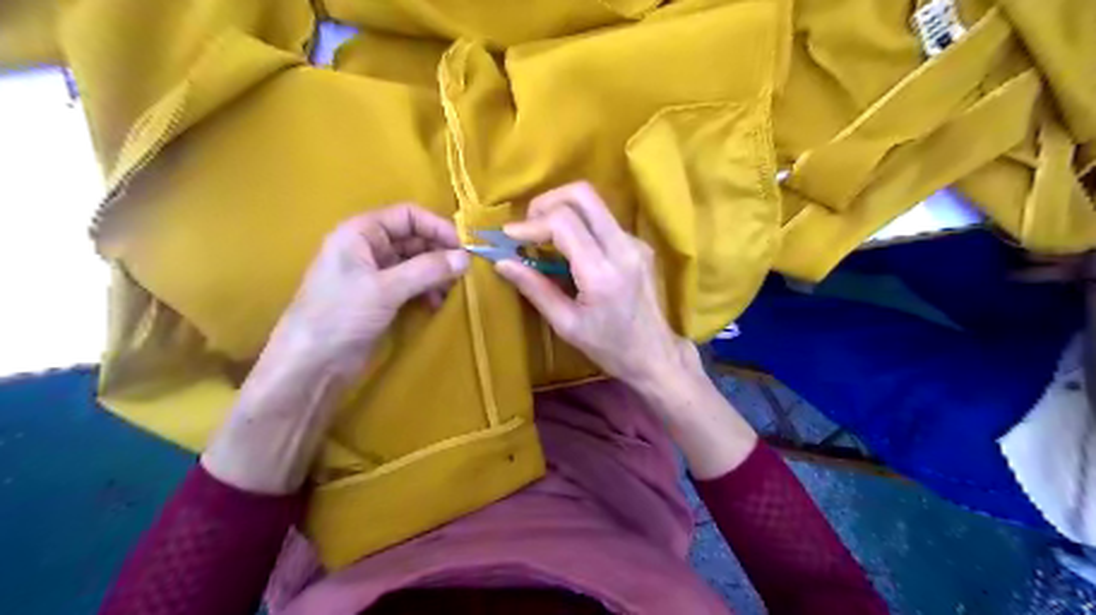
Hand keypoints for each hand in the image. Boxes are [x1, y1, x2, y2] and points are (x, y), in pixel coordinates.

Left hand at [275, 206, 470, 375]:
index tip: (464, 246)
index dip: (437, 226)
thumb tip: (466, 258)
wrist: (311, 365)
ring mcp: (375, 275)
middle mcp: (368, 248)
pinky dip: (428, 290)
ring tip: (452, 291)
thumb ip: (427, 270)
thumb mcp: (385, 289)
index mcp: (361, 233)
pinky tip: (438, 304)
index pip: (407, 215)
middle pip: (414, 239)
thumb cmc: (340, 316)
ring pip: (416, 263)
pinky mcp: (381, 299)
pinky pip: (412, 285)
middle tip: (464, 272)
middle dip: (440, 253)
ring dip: (437, 274)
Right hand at [497, 181, 691, 388]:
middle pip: (583, 194)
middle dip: (547, 202)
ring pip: (595, 204)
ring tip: (543, 238)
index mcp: (602, 273)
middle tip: (528, 226)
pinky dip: (579, 225)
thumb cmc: (609, 347)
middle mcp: (623, 248)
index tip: (508, 237)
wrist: (655, 354)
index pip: (563, 223)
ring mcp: (635, 242)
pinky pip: (603, 220)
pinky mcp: (639, 244)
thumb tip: (502, 262)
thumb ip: (534, 289)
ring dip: (563, 210)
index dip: (531, 224)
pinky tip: (569, 250)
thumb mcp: (566, 325)